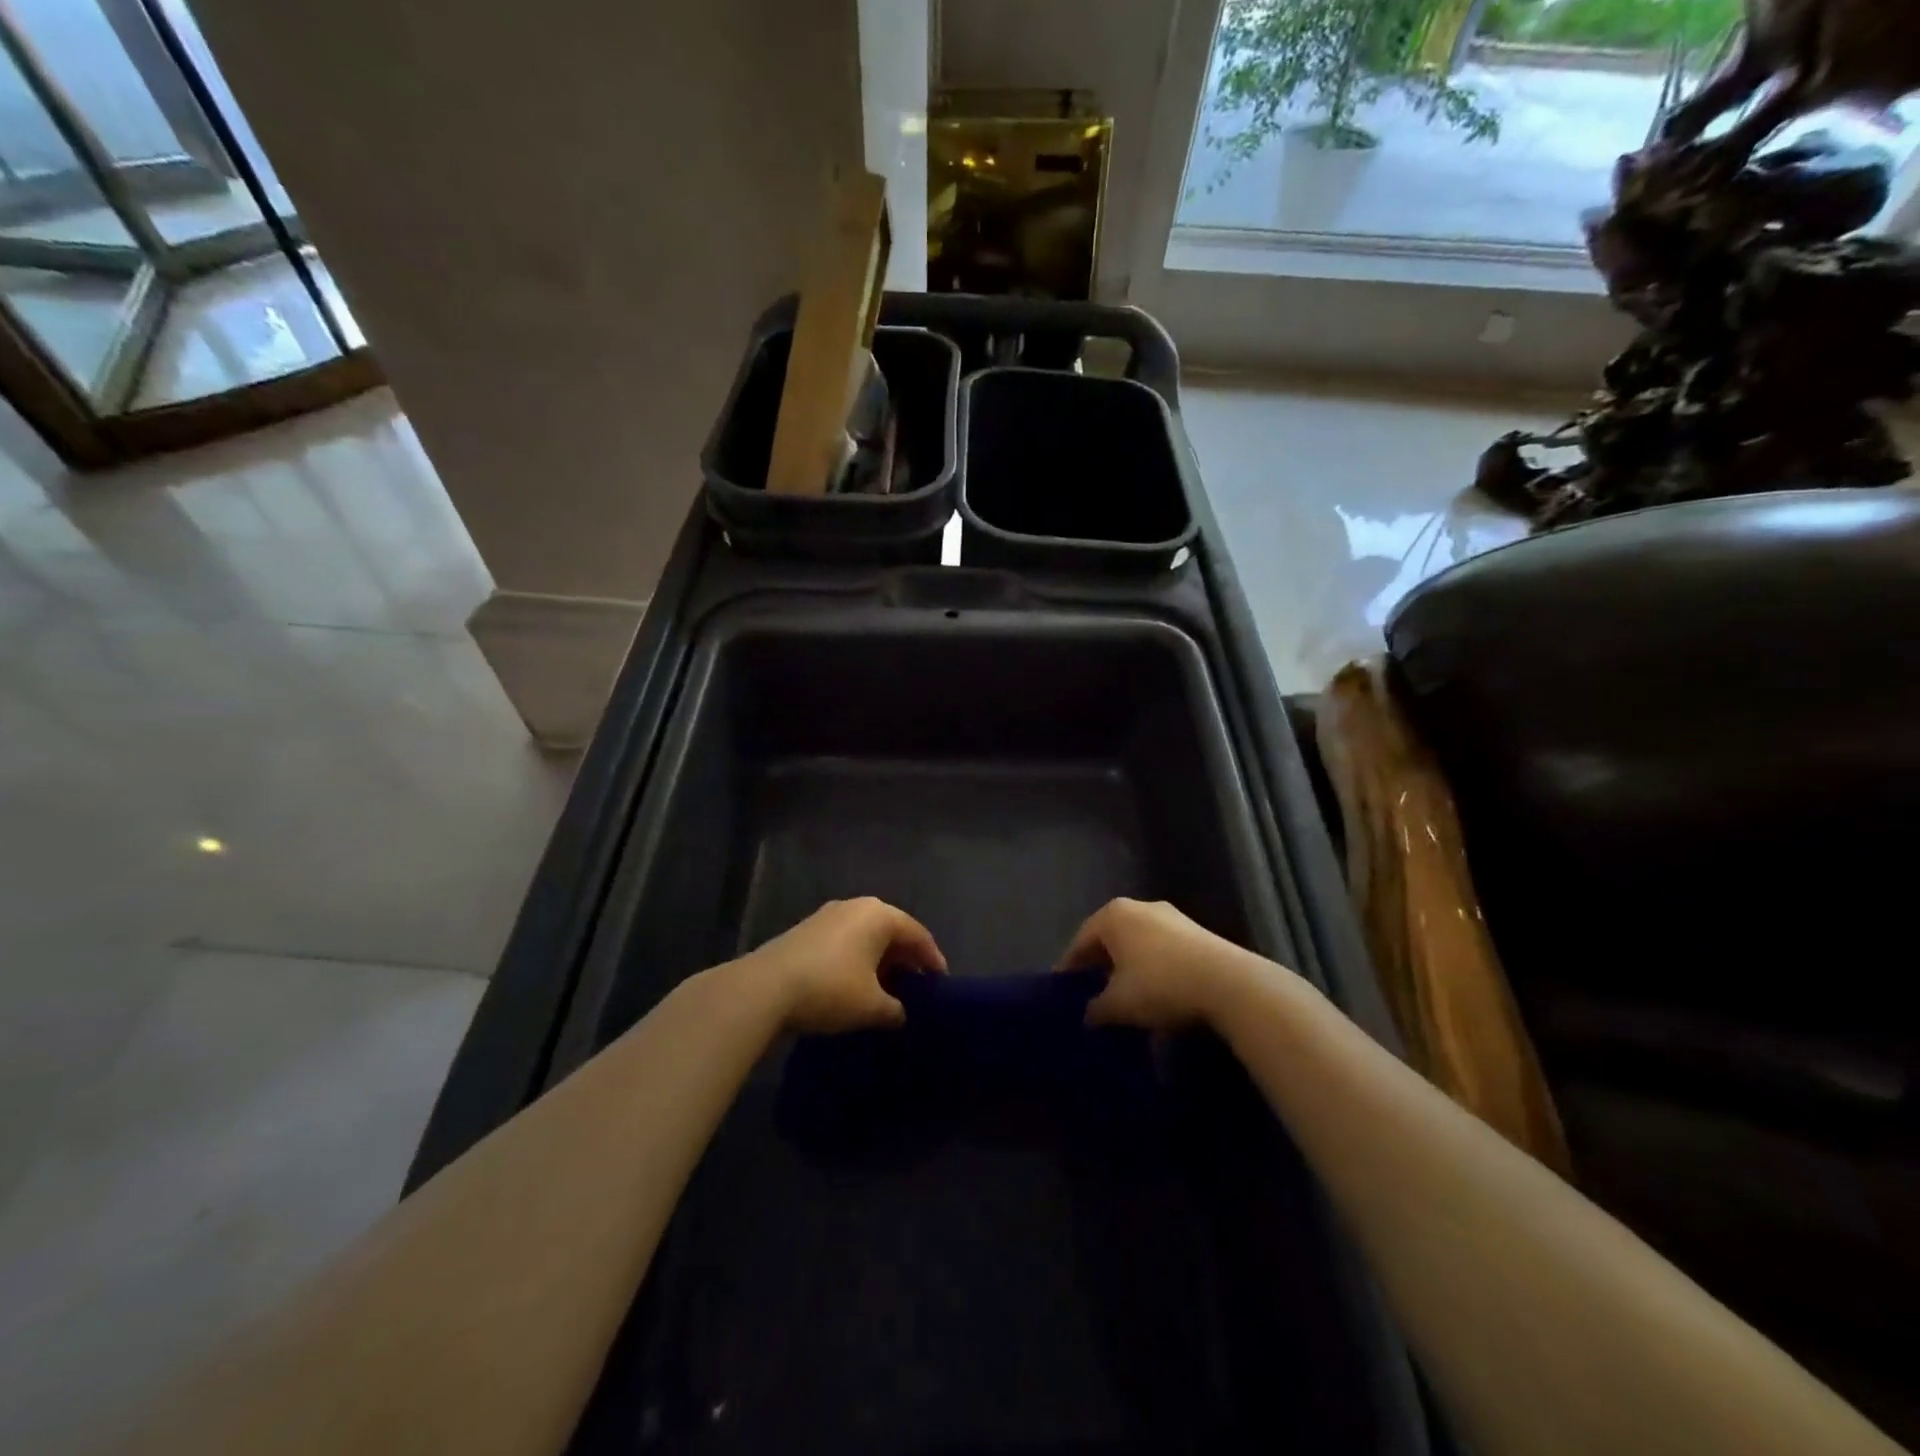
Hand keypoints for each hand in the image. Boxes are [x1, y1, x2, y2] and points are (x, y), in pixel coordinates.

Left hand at [738, 897, 945, 1033]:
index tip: (941, 984)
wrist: (765, 988)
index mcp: (879, 915)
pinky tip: (855, 984)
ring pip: (865, 936)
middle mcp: (856, 907)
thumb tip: (901, 1013)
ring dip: (879, 960)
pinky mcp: (806, 930)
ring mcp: (827, 916)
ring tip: (886, 988)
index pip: (918, 934)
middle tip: (916, 986)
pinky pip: (844, 942)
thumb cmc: (830, 989)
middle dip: (905, 959)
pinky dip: (856, 960)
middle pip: (891, 931)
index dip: (932, 960)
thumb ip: (895, 1009)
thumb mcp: (872, 1007)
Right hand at [1056, 898, 1257, 1030]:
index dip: (1070, 970)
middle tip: (1091, 995)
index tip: (1064, 993)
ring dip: (1128, 969)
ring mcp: (1171, 917)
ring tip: (1125, 998)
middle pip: (1110, 939)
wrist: (1229, 984)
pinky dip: (1153, 969)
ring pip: (1137, 944)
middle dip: (1100, 967)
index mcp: (1112, 915)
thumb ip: (1096, 1009)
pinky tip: (1157, 995)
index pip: (1080, 942)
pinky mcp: (1197, 932)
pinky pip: (1162, 950)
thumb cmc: (1160, 985)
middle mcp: (1139, 907)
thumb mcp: (1118, 1005)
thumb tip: (1088, 1015)